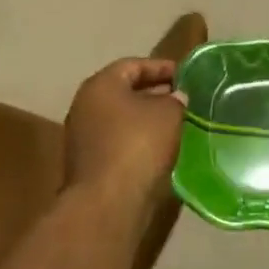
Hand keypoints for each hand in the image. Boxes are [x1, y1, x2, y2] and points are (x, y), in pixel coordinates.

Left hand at [62, 58, 185, 209]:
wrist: (107, 204)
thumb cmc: (138, 145)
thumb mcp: (168, 113)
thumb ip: (175, 99)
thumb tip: (176, 97)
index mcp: (100, 85)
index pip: (133, 65)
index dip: (161, 67)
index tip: (185, 75)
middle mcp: (85, 106)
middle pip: (124, 92)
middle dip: (155, 93)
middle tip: (183, 98)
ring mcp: (83, 137)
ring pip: (121, 119)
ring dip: (147, 119)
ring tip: (177, 123)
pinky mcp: (88, 165)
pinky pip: (118, 142)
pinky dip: (138, 140)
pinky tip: (161, 148)